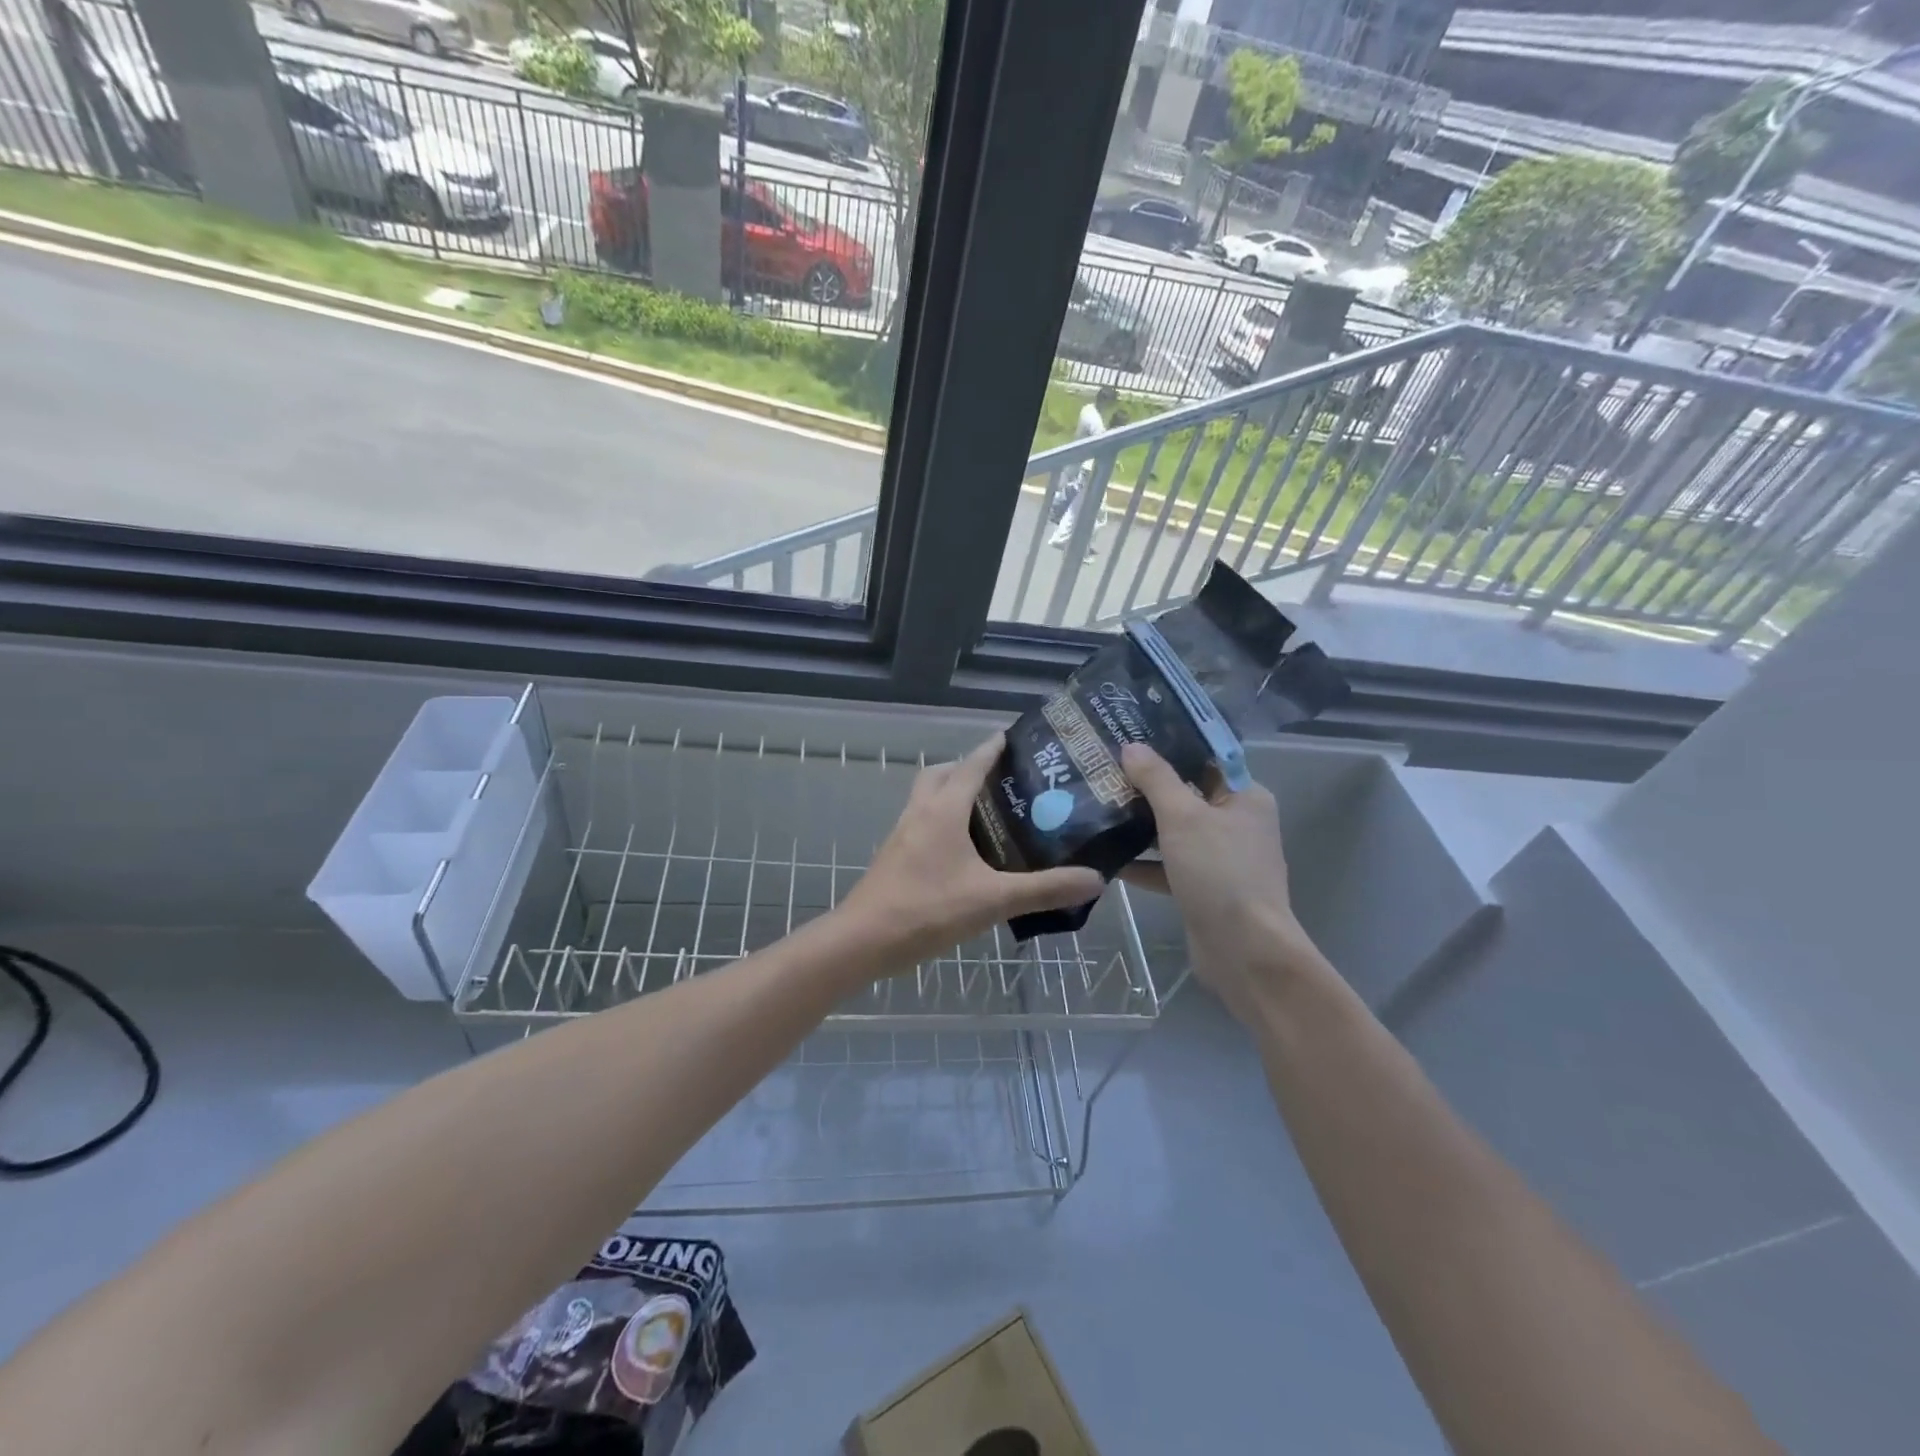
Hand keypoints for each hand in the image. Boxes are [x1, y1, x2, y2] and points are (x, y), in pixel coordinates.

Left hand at [840, 734, 1105, 966]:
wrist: (863, 941)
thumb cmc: (927, 910)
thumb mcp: (993, 900)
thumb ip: (1044, 889)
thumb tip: (1095, 879)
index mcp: (943, 810)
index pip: (971, 765)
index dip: (992, 748)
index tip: (1014, 737)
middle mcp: (920, 812)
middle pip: (942, 774)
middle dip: (968, 768)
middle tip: (1002, 780)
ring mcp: (902, 834)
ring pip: (927, 797)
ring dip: (952, 793)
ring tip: (989, 813)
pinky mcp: (895, 856)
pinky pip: (922, 822)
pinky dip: (943, 820)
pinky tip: (964, 851)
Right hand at [1118, 743, 1325, 1022]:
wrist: (1243, 950)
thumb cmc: (1219, 871)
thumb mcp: (1183, 816)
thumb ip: (1156, 779)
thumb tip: (1132, 747)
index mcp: (1244, 797)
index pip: (1205, 759)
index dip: (1169, 747)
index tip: (1129, 737)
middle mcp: (1236, 823)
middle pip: (1186, 794)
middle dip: (1146, 787)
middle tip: (1103, 771)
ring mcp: (1220, 859)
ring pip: (1174, 832)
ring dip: (1140, 825)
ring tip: (1096, 808)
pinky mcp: (1203, 889)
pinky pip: (1168, 866)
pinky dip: (1143, 862)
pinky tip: (1106, 856)